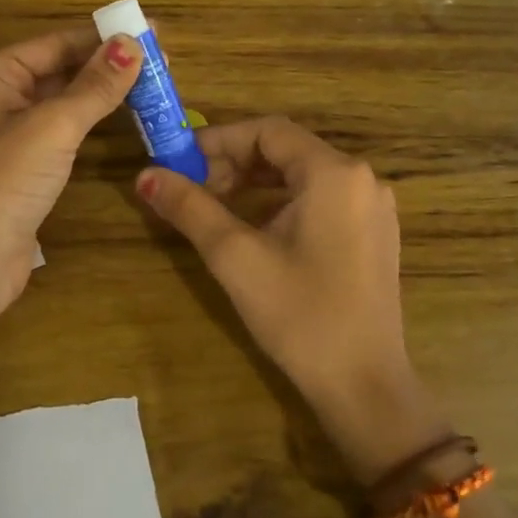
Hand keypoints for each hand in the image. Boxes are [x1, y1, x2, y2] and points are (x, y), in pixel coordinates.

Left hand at [0, 27, 143, 311]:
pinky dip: (92, 116)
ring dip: (103, 89)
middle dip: (107, 62)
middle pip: (59, 67)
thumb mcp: (53, 126)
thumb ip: (95, 85)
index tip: (150, 30)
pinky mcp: (24, 158)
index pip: (55, 43)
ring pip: (63, 97)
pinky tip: (123, 110)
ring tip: (152, 79)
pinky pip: (63, 124)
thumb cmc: (6, 181)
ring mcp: (9, 128)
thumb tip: (133, 43)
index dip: (103, 37)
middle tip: (160, 57)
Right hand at [136, 116, 445, 480]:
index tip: (180, 162)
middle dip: (233, 162)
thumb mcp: (235, 256)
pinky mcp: (373, 232)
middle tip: (193, 188)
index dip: (218, 140)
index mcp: (334, 173)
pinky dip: (280, 200)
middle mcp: (361, 178)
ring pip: (301, 173)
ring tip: (215, 206)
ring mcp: (372, 207)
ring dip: (254, 181)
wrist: (364, 386)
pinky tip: (254, 226)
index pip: (267, 131)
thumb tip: (144, 175)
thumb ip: (189, 207)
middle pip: (285, 149)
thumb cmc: (299, 315)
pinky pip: (320, 196)